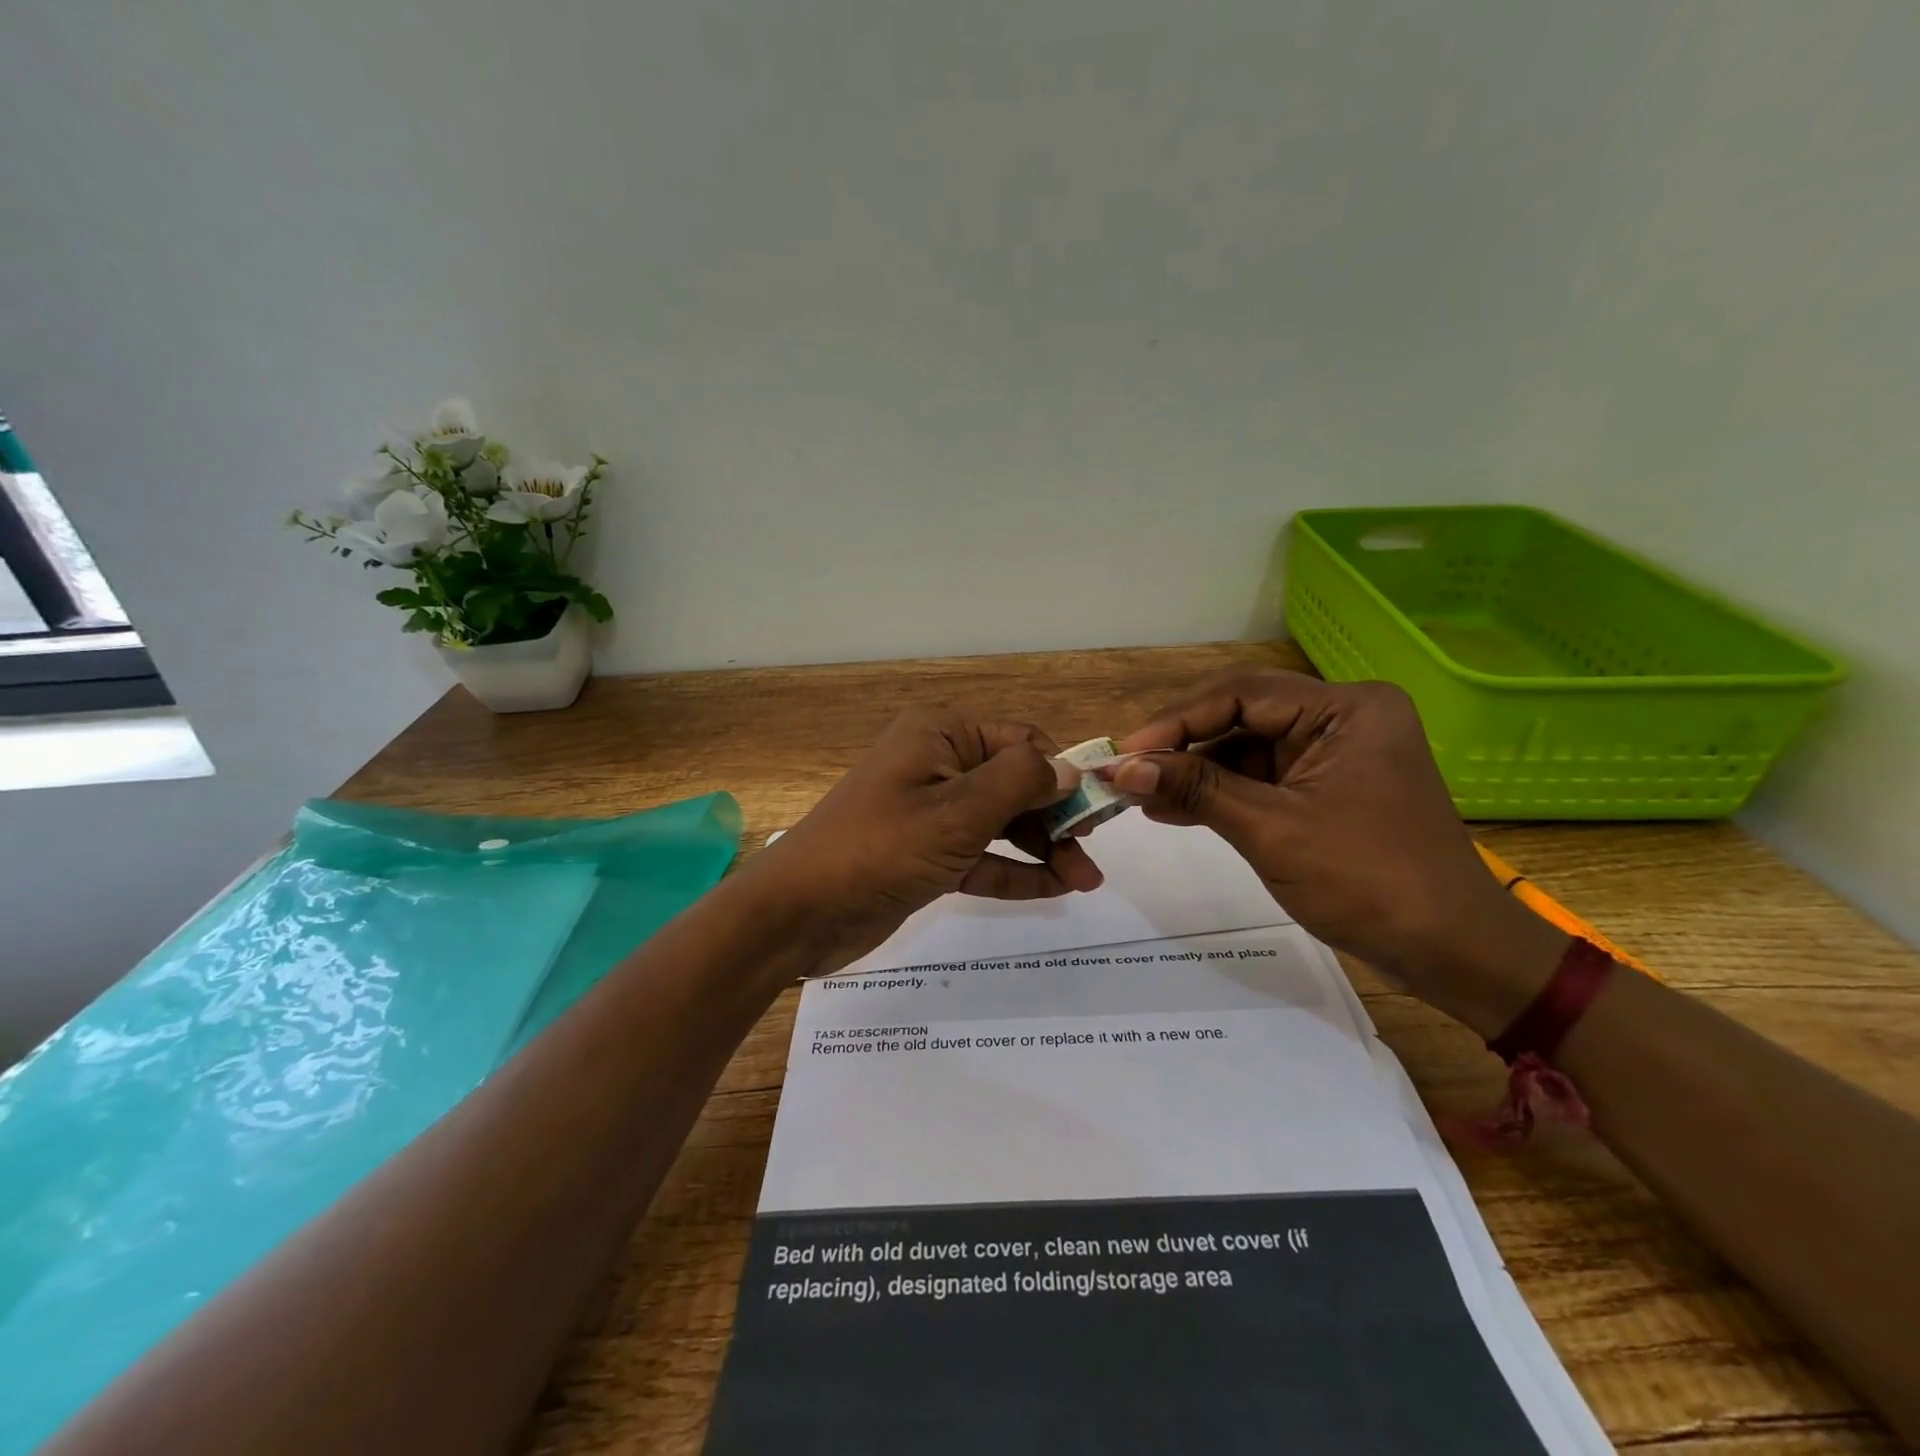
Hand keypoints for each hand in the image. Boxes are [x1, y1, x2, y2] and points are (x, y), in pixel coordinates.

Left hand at [746, 707, 1103, 974]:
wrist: (798, 913)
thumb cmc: (879, 848)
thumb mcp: (957, 812)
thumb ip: (1019, 783)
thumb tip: (1069, 768)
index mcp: (942, 735)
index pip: (1022, 741)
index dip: (1062, 774)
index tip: (1098, 814)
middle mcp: (938, 764)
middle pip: (1015, 783)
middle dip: (1055, 818)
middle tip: (1092, 859)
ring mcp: (931, 811)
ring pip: (1001, 823)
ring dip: (1042, 848)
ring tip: (1086, 882)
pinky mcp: (925, 853)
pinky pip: (980, 855)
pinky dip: (1013, 871)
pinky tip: (1053, 890)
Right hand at [1111, 672, 1565, 1034]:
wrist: (1449, 951)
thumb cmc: (1367, 882)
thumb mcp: (1270, 830)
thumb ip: (1195, 788)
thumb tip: (1121, 767)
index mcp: (1345, 708)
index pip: (1240, 693)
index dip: (1175, 722)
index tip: (1124, 753)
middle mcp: (1341, 716)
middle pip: (1240, 716)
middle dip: (1181, 747)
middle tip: (1125, 772)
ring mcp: (1334, 752)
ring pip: (1244, 748)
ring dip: (1193, 772)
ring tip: (1138, 794)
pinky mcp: (1325, 785)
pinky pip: (1260, 777)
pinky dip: (1219, 793)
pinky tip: (1171, 808)